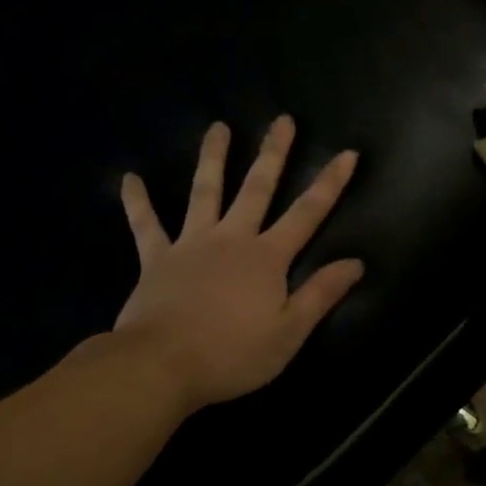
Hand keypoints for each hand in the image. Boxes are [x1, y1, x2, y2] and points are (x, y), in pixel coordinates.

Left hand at [116, 116, 364, 410]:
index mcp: (267, 258)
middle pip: (257, 188)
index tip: (347, 153)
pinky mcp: (157, 259)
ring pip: (204, 191)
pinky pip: (146, 225)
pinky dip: (138, 202)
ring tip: (217, 127)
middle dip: (273, 153)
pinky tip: (129, 178)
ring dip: (212, 158)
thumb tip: (355, 262)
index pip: (307, 214)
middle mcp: (232, 239)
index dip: (330, 184)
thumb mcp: (289, 333)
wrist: (163, 365)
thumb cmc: (232, 355)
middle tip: (282, 120)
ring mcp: (191, 244)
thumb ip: (320, 294)